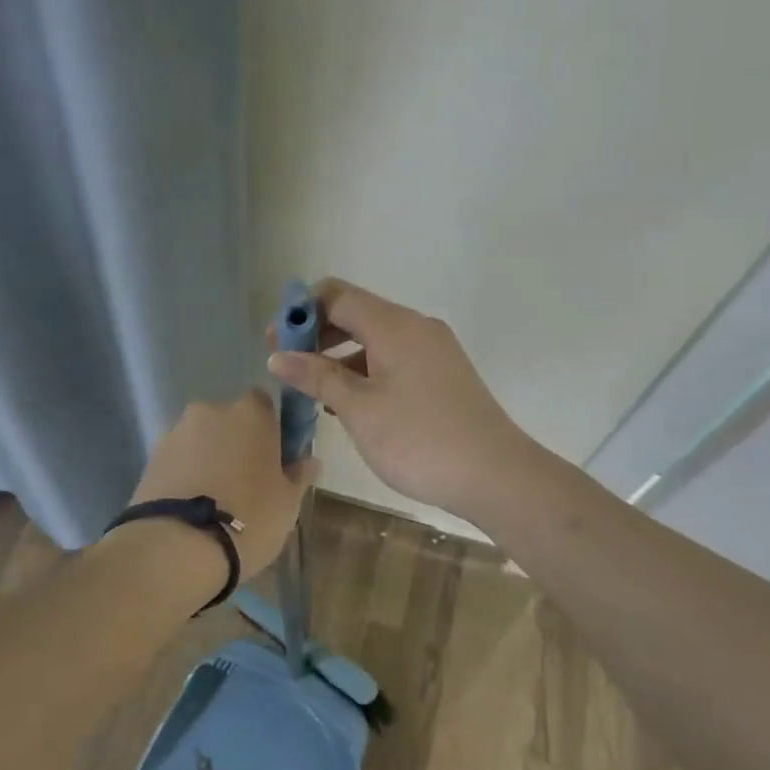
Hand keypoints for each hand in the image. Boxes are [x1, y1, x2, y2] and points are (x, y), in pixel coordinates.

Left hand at [130, 390, 318, 580]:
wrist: (177, 547)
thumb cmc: (249, 517)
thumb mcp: (288, 503)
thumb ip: (299, 475)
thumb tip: (309, 460)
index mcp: (250, 412)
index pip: (265, 404)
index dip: (270, 429)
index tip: (275, 459)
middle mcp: (210, 411)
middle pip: (229, 421)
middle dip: (237, 444)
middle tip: (247, 483)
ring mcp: (175, 433)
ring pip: (201, 440)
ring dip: (209, 459)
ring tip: (215, 501)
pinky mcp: (150, 458)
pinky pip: (178, 460)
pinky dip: (186, 475)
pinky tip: (192, 506)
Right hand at [267, 279, 529, 520]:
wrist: (495, 475)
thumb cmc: (419, 439)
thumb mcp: (359, 409)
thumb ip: (317, 377)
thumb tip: (277, 355)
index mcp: (394, 324)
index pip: (336, 295)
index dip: (300, 311)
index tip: (273, 341)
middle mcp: (415, 327)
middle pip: (356, 313)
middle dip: (317, 335)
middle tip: (287, 367)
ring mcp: (433, 350)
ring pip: (375, 339)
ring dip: (340, 356)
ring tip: (313, 392)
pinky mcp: (443, 374)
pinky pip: (394, 359)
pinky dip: (366, 371)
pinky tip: (350, 405)